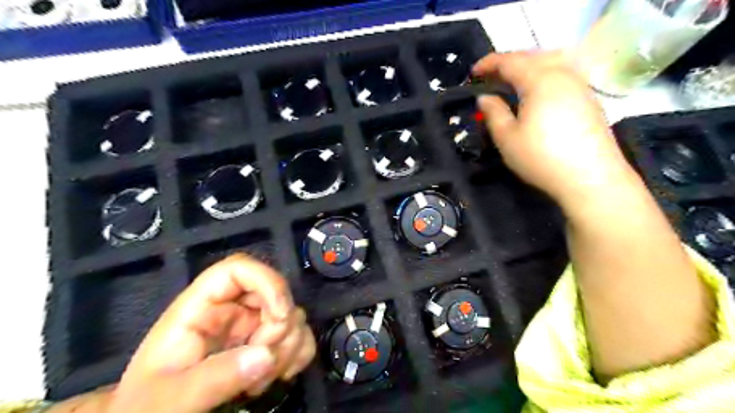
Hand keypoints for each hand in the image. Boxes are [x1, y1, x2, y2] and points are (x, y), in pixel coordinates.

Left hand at [102, 255, 314, 412]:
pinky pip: (298, 335)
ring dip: (289, 346)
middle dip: (280, 326)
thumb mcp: (169, 398)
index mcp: (199, 308)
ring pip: (292, 314)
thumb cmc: (148, 407)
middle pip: (274, 292)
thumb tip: (266, 355)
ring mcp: (250, 326)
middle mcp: (230, 310)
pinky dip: (298, 353)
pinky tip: (280, 375)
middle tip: (265, 363)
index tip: (280, 315)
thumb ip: (213, 378)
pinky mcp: (264, 344)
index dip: (266, 281)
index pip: (238, 269)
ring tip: (262, 380)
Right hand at [474, 50, 635, 211]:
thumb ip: (493, 113)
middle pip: (532, 56)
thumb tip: (485, 97)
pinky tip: (537, 92)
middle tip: (490, 76)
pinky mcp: (588, 98)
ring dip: (528, 66)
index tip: (473, 72)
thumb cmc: (541, 157)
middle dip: (508, 62)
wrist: (590, 177)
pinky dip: (543, 75)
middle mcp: (562, 74)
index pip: (510, 61)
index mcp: (539, 80)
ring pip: (551, 62)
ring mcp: (579, 85)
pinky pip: (562, 74)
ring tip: (512, 81)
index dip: (489, 63)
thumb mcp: (507, 138)